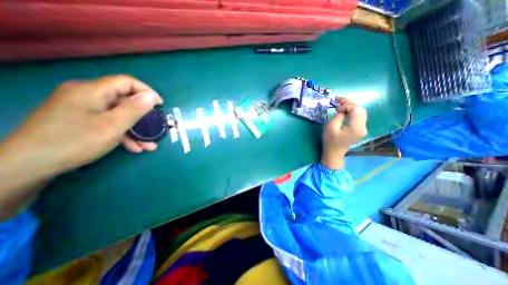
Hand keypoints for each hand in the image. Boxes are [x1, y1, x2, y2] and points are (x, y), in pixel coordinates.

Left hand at [0, 73, 162, 173]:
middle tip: (155, 129)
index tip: (160, 106)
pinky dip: (123, 133)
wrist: (28, 165)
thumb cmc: (76, 141)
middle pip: (124, 101)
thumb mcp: (113, 125)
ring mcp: (84, 109)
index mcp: (93, 91)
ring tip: (148, 145)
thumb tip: (152, 96)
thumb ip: (135, 109)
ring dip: (136, 130)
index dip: (147, 92)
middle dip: (143, 117)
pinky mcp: (81, 120)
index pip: (127, 82)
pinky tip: (133, 147)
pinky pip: (109, 122)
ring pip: (118, 114)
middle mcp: (88, 95)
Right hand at [319, 98, 366, 168]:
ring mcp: (363, 128)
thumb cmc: (330, 141)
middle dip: (349, 103)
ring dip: (350, 107)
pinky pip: (358, 116)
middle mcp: (363, 127)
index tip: (336, 106)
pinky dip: (351, 111)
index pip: (356, 110)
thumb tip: (342, 110)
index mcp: (356, 127)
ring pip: (360, 112)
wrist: (334, 153)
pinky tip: (344, 110)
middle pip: (360, 109)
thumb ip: (338, 116)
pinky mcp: (360, 129)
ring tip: (340, 104)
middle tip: (338, 100)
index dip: (347, 105)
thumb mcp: (331, 127)